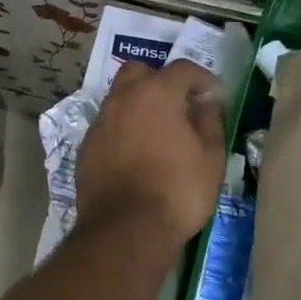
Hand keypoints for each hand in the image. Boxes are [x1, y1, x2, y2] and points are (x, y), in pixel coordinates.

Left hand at [74, 59, 226, 245]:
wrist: (125, 230)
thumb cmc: (177, 191)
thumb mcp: (210, 158)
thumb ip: (209, 121)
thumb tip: (205, 102)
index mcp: (155, 93)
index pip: (182, 69)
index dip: (203, 79)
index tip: (214, 96)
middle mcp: (122, 99)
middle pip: (139, 72)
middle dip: (160, 81)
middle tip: (179, 105)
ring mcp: (99, 123)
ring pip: (119, 99)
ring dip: (138, 105)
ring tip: (157, 132)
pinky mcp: (86, 148)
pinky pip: (108, 127)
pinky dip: (123, 130)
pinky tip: (136, 154)